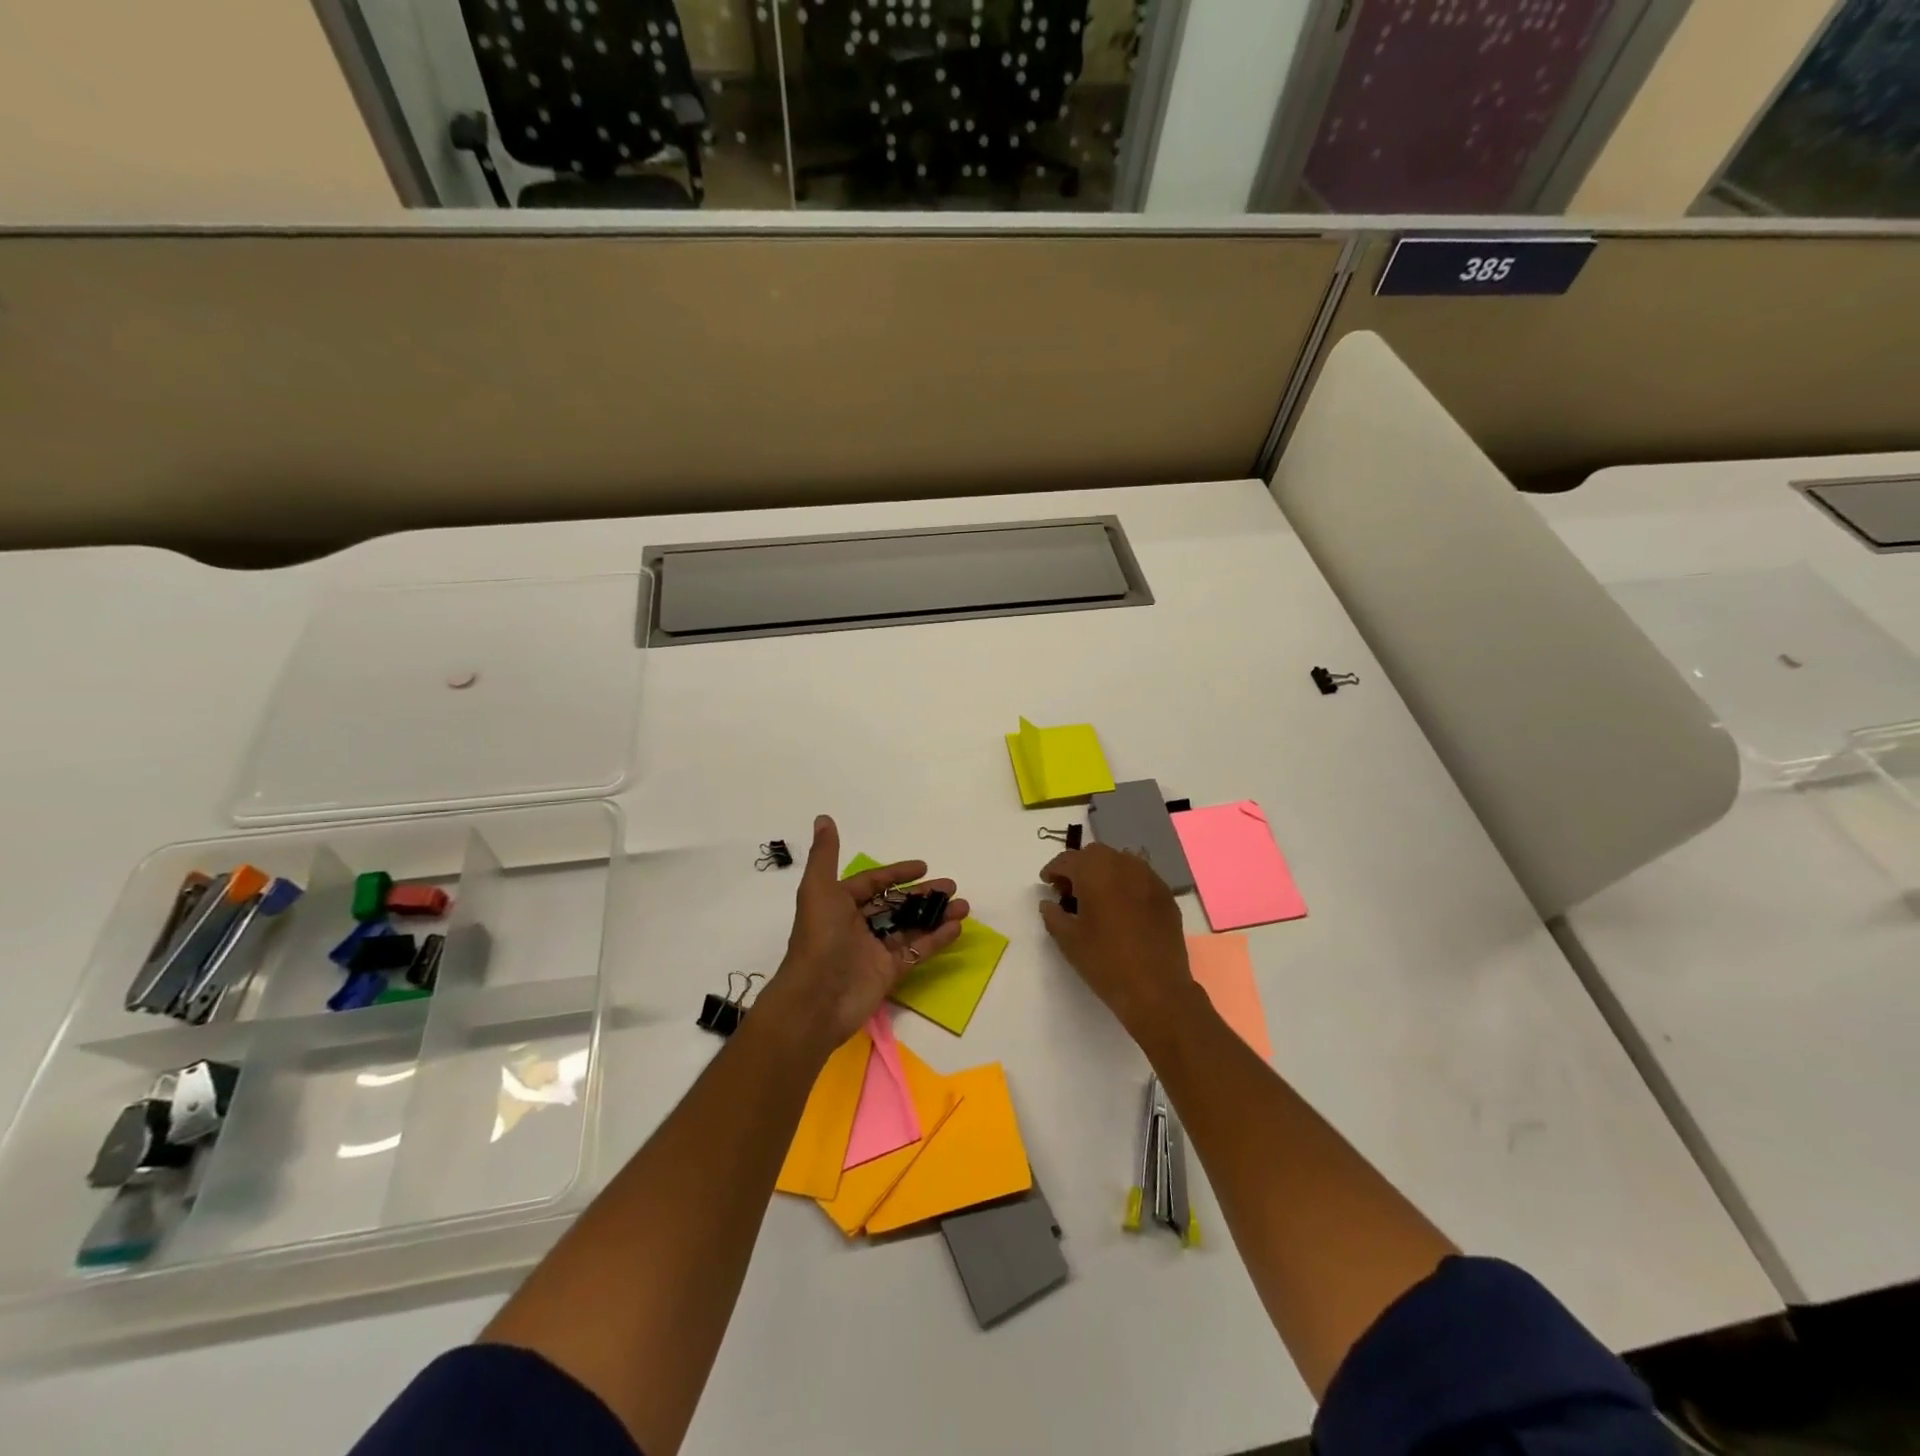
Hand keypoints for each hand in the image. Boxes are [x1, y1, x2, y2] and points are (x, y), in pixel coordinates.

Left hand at [758, 815, 968, 1059]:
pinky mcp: (889, 973)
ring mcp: (874, 951)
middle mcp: (857, 926)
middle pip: (896, 905)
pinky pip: (916, 952)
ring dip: (936, 915)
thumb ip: (825, 854)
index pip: (873, 884)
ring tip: (963, 906)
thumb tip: (823, 818)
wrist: (816, 999)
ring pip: (910, 927)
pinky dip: (936, 940)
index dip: (897, 873)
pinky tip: (956, 928)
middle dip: (923, 895)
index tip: (923, 866)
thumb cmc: (818, 938)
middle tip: (951, 886)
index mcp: (840, 905)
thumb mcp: (818, 889)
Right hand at [1039, 843, 1195, 1039]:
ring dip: (1104, 872)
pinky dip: (1126, 885)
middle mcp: (1124, 865)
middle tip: (1069, 891)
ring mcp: (1149, 878)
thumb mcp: (1068, 940)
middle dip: (1079, 867)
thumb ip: (1053, 915)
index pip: (1068, 860)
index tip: (1046, 884)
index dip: (1053, 870)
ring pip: (1120, 862)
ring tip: (1097, 898)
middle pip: (1095, 854)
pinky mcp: (1166, 895)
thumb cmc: (1105, 962)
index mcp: (1095, 871)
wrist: (1157, 989)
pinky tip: (1122, 908)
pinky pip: (1140, 878)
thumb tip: (1049, 903)